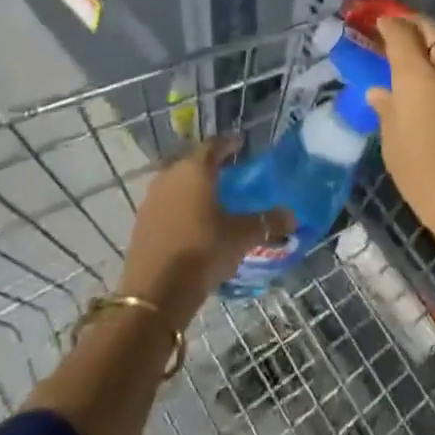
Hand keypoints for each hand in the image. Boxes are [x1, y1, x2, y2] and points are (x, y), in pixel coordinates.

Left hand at [119, 137, 292, 323]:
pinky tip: (194, 221)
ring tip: (213, 197)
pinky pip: (167, 204)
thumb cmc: (203, 250)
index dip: (228, 143)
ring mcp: (152, 200)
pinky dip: (182, 206)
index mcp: (195, 170)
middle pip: (192, 162)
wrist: (155, 292)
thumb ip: (267, 222)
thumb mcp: (242, 236)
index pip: (213, 145)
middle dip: (211, 165)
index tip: (240, 143)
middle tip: (230, 171)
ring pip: (177, 183)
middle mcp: (170, 177)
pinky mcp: (142, 223)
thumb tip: (292, 215)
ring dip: (194, 186)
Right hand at [368, 14, 434, 249]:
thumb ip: (388, 112)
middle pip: (434, 30)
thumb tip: (381, 92)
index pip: (401, 34)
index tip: (382, 23)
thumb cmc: (428, 181)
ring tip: (431, 56)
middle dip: (417, 25)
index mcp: (416, 76)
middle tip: (406, 28)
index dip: (389, 25)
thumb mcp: (395, 148)